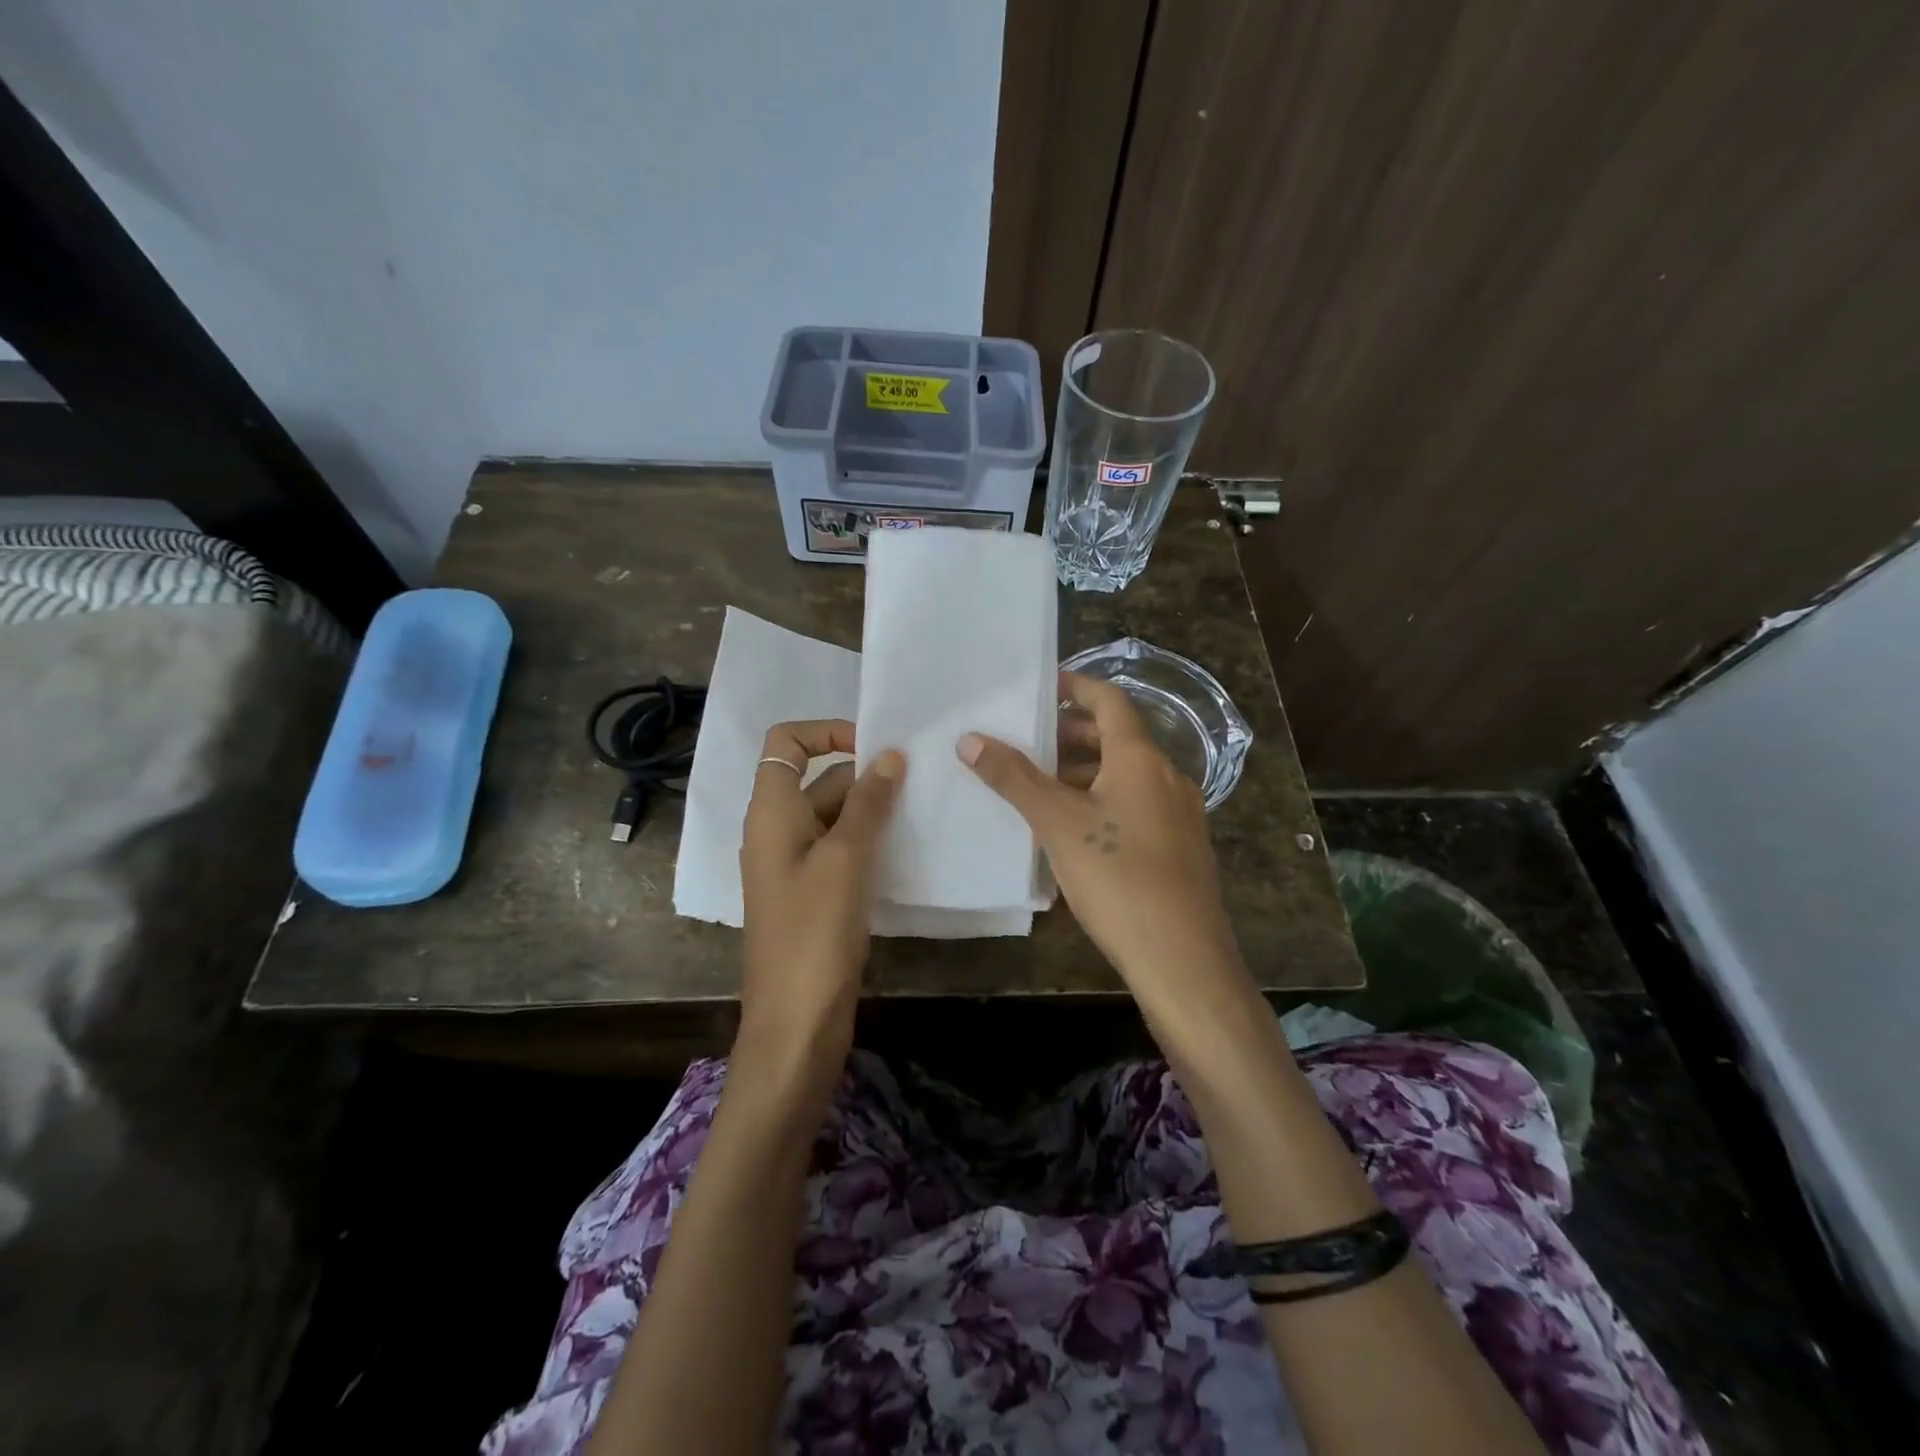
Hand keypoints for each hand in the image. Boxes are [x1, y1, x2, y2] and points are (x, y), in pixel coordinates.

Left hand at [739, 720, 903, 1054]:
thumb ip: (867, 803)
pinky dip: (870, 841)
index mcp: (771, 813)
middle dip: (865, 774)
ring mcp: (796, 865)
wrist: (796, 1022)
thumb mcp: (845, 859)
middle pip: (818, 778)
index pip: (786, 743)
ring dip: (873, 809)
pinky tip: (908, 848)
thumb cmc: (815, 933)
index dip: (826, 732)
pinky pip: (841, 850)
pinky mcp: (814, 894)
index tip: (874, 747)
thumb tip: (888, 755)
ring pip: (835, 816)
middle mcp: (778, 831)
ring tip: (923, 809)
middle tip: (919, 780)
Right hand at [957, 674, 1239, 999]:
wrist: (1183, 958)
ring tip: (1043, 788)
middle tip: (1030, 742)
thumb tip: (970, 738)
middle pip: (1118, 738)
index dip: (1076, 687)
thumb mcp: (1057, 824)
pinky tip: (1078, 831)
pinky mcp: (1182, 849)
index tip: (1042, 687)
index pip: (1110, 701)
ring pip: (1128, 775)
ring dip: (1087, 771)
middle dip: (1073, 734)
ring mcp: (1180, 814)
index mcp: (1140, 759)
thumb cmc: (1117, 878)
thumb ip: (1014, 778)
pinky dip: (1106, 801)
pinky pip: (1139, 806)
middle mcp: (1167, 776)